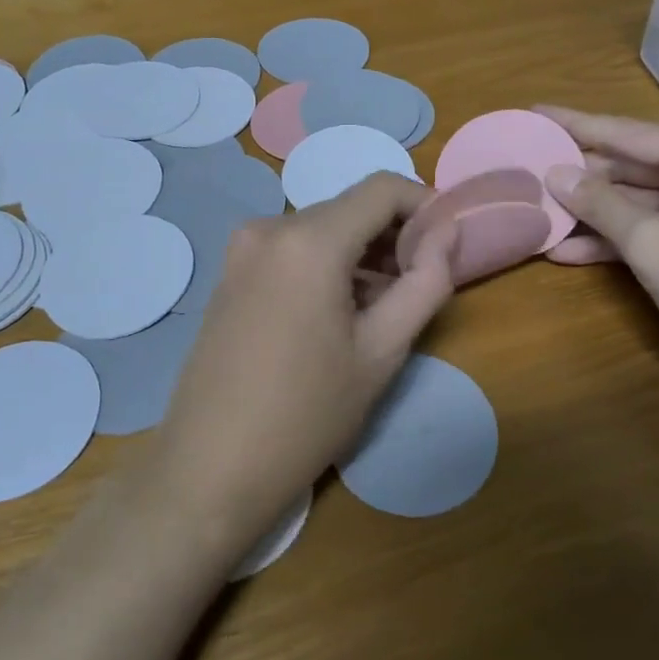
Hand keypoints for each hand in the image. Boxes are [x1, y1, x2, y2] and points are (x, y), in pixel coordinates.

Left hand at [149, 173, 455, 549]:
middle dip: (394, 236)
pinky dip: (327, 266)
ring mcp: (242, 251)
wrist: (209, 470)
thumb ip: (426, 281)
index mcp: (308, 240)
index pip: (383, 189)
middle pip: (351, 209)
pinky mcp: (230, 275)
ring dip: (361, 255)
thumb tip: (449, 231)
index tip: (447, 245)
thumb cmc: (307, 415)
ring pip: (322, 231)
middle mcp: (269, 228)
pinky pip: (293, 251)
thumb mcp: (382, 351)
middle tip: (420, 286)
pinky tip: (340, 315)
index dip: (425, 206)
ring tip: (384, 309)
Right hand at [536, 107, 658, 374]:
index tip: (535, 111)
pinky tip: (566, 251)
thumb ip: (600, 204)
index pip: (626, 132)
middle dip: (579, 175)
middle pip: (628, 166)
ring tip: (536, 210)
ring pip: (634, 201)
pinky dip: (611, 240)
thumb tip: (554, 173)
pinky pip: (646, 229)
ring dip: (588, 212)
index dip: (576, 124)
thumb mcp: (652, 242)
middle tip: (526, 169)